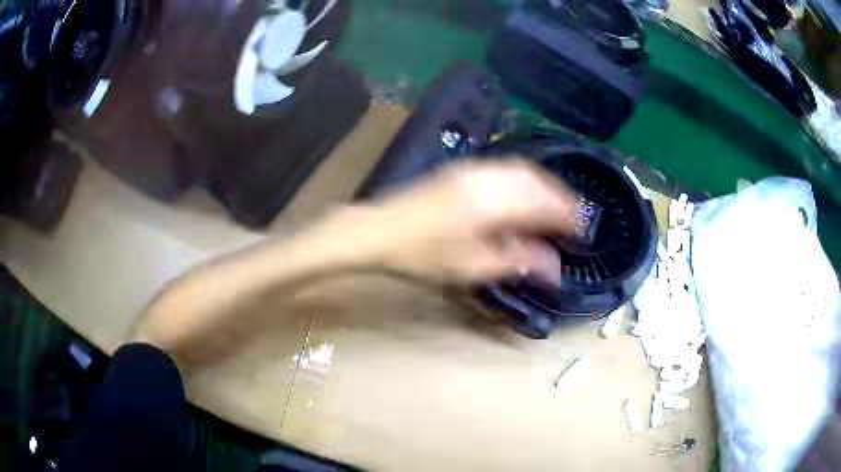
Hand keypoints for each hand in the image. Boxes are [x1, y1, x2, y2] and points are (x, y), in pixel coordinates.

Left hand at [344, 158, 579, 283]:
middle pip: (538, 180)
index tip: (584, 231)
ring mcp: (473, 168)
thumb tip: (554, 266)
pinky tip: (526, 196)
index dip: (569, 216)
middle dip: (561, 198)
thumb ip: (518, 260)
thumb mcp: (473, 266)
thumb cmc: (423, 254)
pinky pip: (507, 169)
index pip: (545, 203)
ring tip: (556, 208)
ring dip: (545, 187)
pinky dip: (525, 181)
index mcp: (494, 200)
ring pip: (523, 171)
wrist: (377, 230)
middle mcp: (489, 175)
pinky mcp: (462, 169)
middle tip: (575, 219)